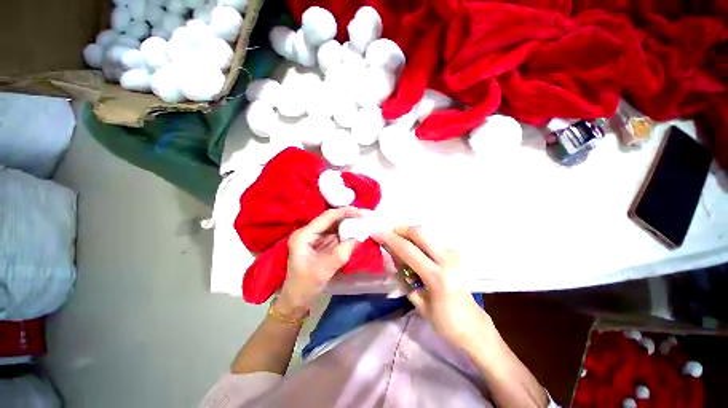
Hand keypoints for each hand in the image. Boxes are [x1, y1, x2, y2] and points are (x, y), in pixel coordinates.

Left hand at [278, 207, 361, 316]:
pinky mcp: (321, 243)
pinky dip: (346, 233)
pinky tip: (356, 232)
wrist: (297, 299)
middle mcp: (308, 232)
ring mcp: (314, 237)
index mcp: (303, 236)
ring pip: (334, 225)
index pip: (326, 217)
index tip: (360, 213)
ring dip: (348, 224)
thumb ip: (341, 254)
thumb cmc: (305, 286)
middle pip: (330, 219)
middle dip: (347, 217)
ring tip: (362, 222)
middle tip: (364, 217)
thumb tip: (358, 237)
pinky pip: (335, 234)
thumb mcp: (324, 271)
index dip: (343, 212)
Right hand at [373, 227, 495, 349]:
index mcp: (436, 276)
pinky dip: (417, 240)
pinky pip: (430, 240)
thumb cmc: (444, 321)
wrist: (473, 325)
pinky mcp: (454, 254)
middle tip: (387, 236)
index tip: (375, 233)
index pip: (408, 250)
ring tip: (397, 244)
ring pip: (425, 233)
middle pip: (419, 232)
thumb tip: (390, 256)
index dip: (389, 238)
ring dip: (408, 235)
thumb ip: (402, 277)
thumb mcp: (417, 302)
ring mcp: (452, 254)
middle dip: (400, 230)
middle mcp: (446, 259)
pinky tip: (411, 250)